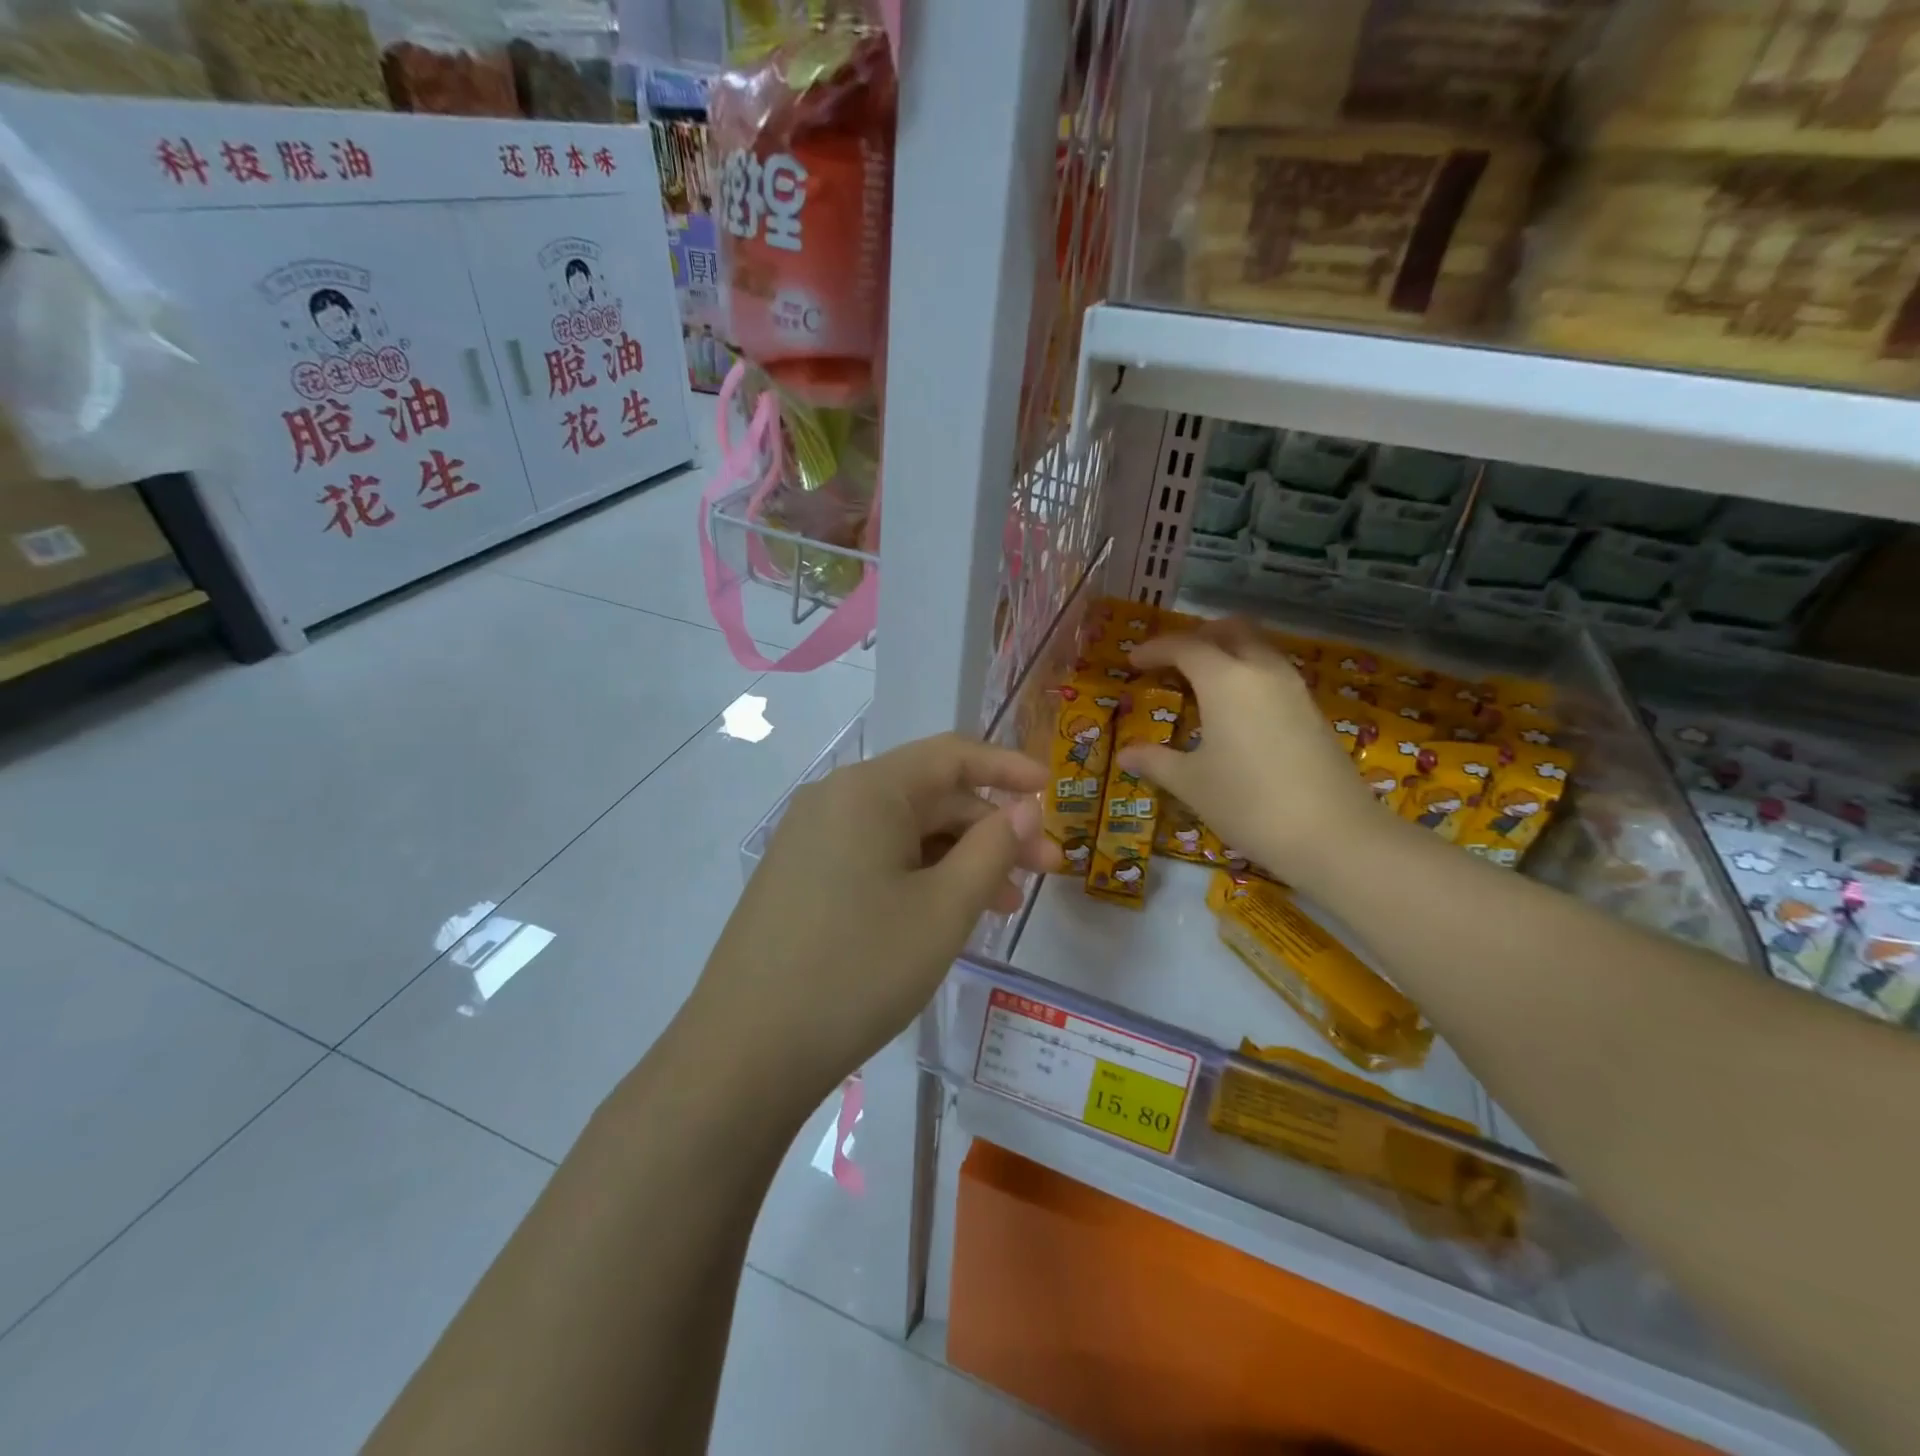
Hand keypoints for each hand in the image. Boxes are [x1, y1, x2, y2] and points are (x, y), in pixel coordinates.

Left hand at [685, 734, 1056, 1104]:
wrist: (745, 1053)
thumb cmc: (857, 971)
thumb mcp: (943, 910)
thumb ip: (992, 849)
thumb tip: (1024, 807)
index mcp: (867, 790)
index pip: (951, 755)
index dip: (1007, 767)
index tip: (1052, 791)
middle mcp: (834, 800)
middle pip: (929, 796)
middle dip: (989, 829)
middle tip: (1041, 873)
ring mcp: (810, 840)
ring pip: (903, 832)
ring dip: (957, 859)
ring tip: (1000, 906)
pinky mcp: (800, 877)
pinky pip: (873, 858)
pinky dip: (918, 876)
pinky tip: (944, 916)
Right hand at [1118, 619, 1391, 887]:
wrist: (1333, 834)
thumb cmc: (1248, 802)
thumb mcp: (1192, 783)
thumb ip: (1156, 761)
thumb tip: (1126, 754)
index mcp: (1226, 679)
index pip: (1185, 646)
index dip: (1155, 649)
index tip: (1133, 661)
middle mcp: (1262, 671)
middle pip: (1231, 630)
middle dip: (1199, 636)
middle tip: (1173, 659)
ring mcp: (1293, 688)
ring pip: (1257, 648)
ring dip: (1227, 652)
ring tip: (1201, 683)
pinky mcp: (1312, 710)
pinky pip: (1272, 673)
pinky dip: (1247, 674)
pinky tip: (1234, 710)